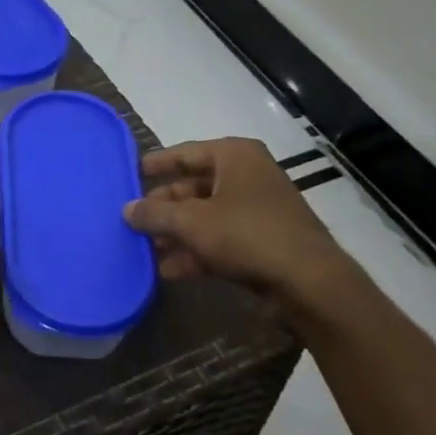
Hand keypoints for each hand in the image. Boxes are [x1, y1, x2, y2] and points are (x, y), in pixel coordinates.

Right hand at [122, 138, 349, 300]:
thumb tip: (127, 209)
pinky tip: (168, 270)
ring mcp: (256, 210)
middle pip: (193, 187)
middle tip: (132, 221)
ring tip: (145, 249)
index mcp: (234, 157)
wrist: (308, 281)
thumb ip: (155, 214)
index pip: (185, 153)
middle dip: (163, 208)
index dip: (156, 164)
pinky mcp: (261, 241)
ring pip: (205, 216)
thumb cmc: (246, 235)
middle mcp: (247, 176)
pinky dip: (195, 251)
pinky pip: (219, 239)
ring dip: (175, 233)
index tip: (130, 174)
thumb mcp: (191, 222)